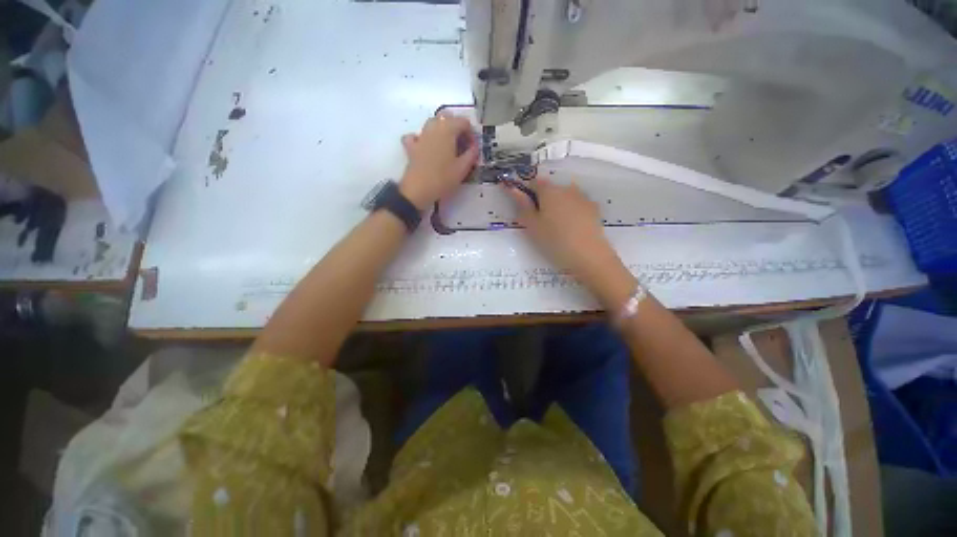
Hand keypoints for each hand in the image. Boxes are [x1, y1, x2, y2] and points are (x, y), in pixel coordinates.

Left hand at [398, 111, 478, 209]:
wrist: (419, 189)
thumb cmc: (443, 178)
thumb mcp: (463, 168)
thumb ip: (471, 155)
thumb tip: (474, 147)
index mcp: (448, 129)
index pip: (463, 122)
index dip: (471, 133)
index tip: (473, 147)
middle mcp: (433, 127)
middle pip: (447, 118)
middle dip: (456, 128)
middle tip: (462, 145)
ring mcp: (421, 136)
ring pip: (433, 124)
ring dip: (442, 131)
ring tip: (448, 147)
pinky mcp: (411, 146)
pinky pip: (417, 136)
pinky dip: (423, 139)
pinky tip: (427, 148)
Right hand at [506, 178, 633, 299]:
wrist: (588, 255)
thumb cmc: (554, 240)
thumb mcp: (532, 226)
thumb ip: (523, 206)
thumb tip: (513, 189)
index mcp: (549, 191)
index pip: (534, 182)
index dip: (526, 192)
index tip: (524, 208)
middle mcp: (567, 188)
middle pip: (551, 189)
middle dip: (543, 200)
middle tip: (539, 221)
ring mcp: (582, 198)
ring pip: (565, 197)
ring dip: (558, 206)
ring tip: (556, 227)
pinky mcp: (594, 209)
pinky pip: (577, 205)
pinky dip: (571, 212)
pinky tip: (571, 229)